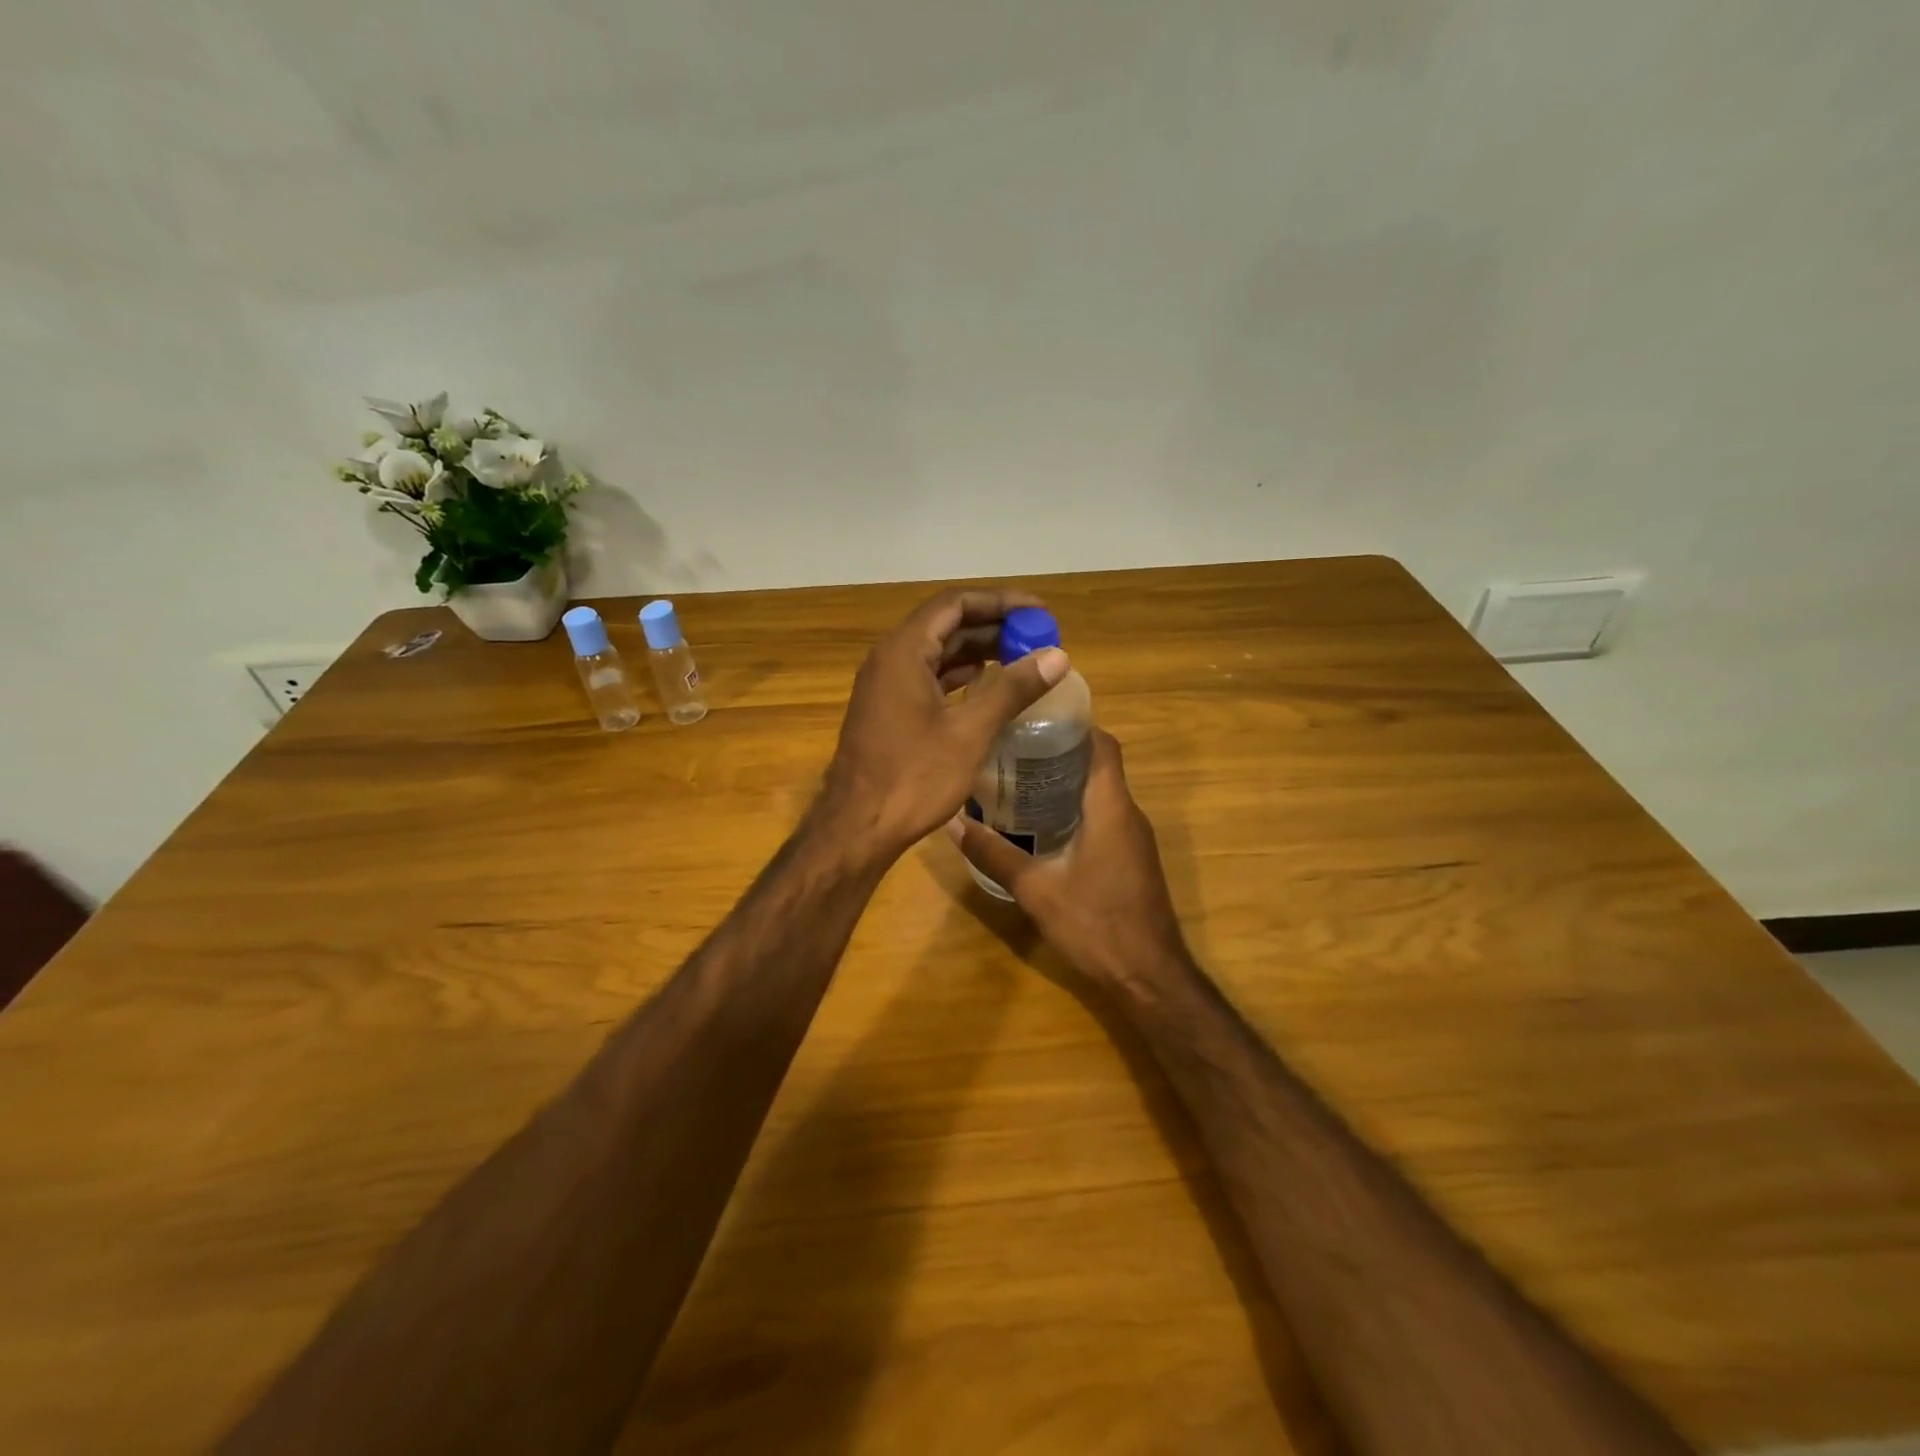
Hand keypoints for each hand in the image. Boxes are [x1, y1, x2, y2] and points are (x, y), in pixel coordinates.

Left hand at [820, 590, 1068, 863]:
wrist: (858, 828)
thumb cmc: (913, 777)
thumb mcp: (970, 732)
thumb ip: (1012, 689)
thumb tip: (1058, 656)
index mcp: (904, 651)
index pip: (955, 604)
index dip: (1000, 602)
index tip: (1039, 612)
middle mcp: (890, 659)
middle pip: (946, 625)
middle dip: (993, 627)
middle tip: (1038, 638)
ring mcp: (885, 685)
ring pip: (937, 652)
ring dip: (978, 651)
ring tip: (1023, 659)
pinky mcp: (888, 709)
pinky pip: (928, 677)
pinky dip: (960, 676)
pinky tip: (987, 686)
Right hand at [950, 728, 1190, 988]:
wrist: (1149, 975)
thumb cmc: (1095, 925)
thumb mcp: (1035, 889)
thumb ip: (993, 853)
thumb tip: (951, 822)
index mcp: (1111, 808)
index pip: (1102, 745)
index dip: (1074, 724)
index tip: (1034, 717)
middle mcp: (1128, 814)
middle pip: (1099, 764)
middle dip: (1060, 750)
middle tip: (1013, 746)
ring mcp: (1134, 837)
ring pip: (1102, 791)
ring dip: (1067, 779)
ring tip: (1019, 777)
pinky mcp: (1132, 856)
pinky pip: (1105, 814)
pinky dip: (1076, 806)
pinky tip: (1041, 821)